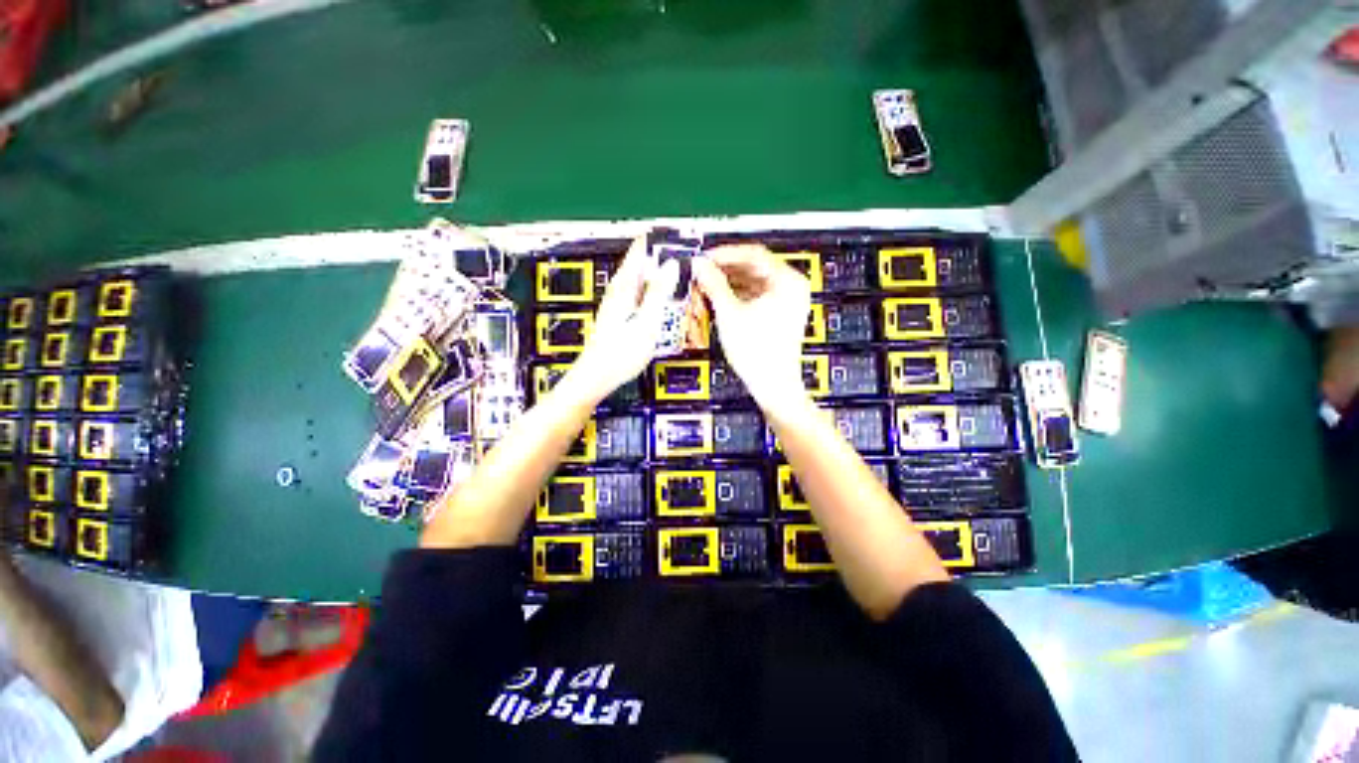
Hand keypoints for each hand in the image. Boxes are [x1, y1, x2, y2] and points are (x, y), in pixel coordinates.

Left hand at [563, 237, 678, 405]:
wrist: (599, 374)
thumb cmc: (620, 352)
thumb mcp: (647, 322)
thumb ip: (659, 291)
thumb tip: (670, 265)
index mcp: (625, 287)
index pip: (639, 249)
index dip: (657, 240)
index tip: (674, 236)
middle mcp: (619, 290)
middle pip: (641, 263)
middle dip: (661, 259)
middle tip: (680, 260)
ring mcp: (618, 301)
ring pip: (641, 279)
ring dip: (658, 277)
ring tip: (673, 280)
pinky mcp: (620, 313)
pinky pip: (639, 294)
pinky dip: (652, 293)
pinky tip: (660, 303)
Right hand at [693, 245, 811, 415]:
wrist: (772, 385)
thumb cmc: (758, 353)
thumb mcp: (729, 313)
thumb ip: (713, 284)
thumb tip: (701, 265)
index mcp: (787, 281)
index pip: (753, 254)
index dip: (725, 254)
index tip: (705, 258)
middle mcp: (791, 287)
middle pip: (753, 268)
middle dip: (725, 270)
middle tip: (703, 273)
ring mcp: (787, 302)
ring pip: (753, 282)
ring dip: (730, 283)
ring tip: (707, 287)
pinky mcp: (780, 315)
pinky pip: (756, 296)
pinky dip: (738, 296)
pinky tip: (720, 300)